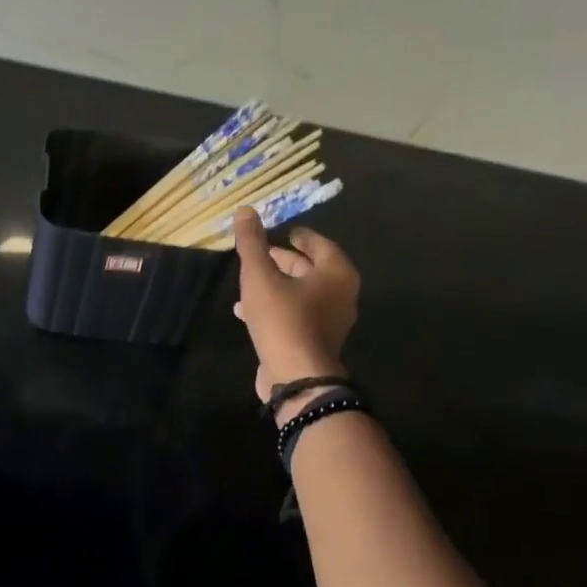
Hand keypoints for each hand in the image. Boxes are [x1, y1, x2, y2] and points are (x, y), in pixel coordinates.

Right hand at [232, 207, 359, 415]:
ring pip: (302, 294)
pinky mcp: (315, 342)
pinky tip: (246, 312)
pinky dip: (276, 307)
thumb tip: (245, 210)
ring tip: (250, 280)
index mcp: (336, 274)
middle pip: (312, 270)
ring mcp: (330, 322)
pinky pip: (296, 315)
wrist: (296, 377)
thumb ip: (252, 243)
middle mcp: (341, 295)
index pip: (320, 245)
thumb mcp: (260, 276)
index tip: (287, 232)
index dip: (301, 237)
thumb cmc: (283, 319)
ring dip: (277, 285)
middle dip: (286, 261)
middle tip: (264, 253)